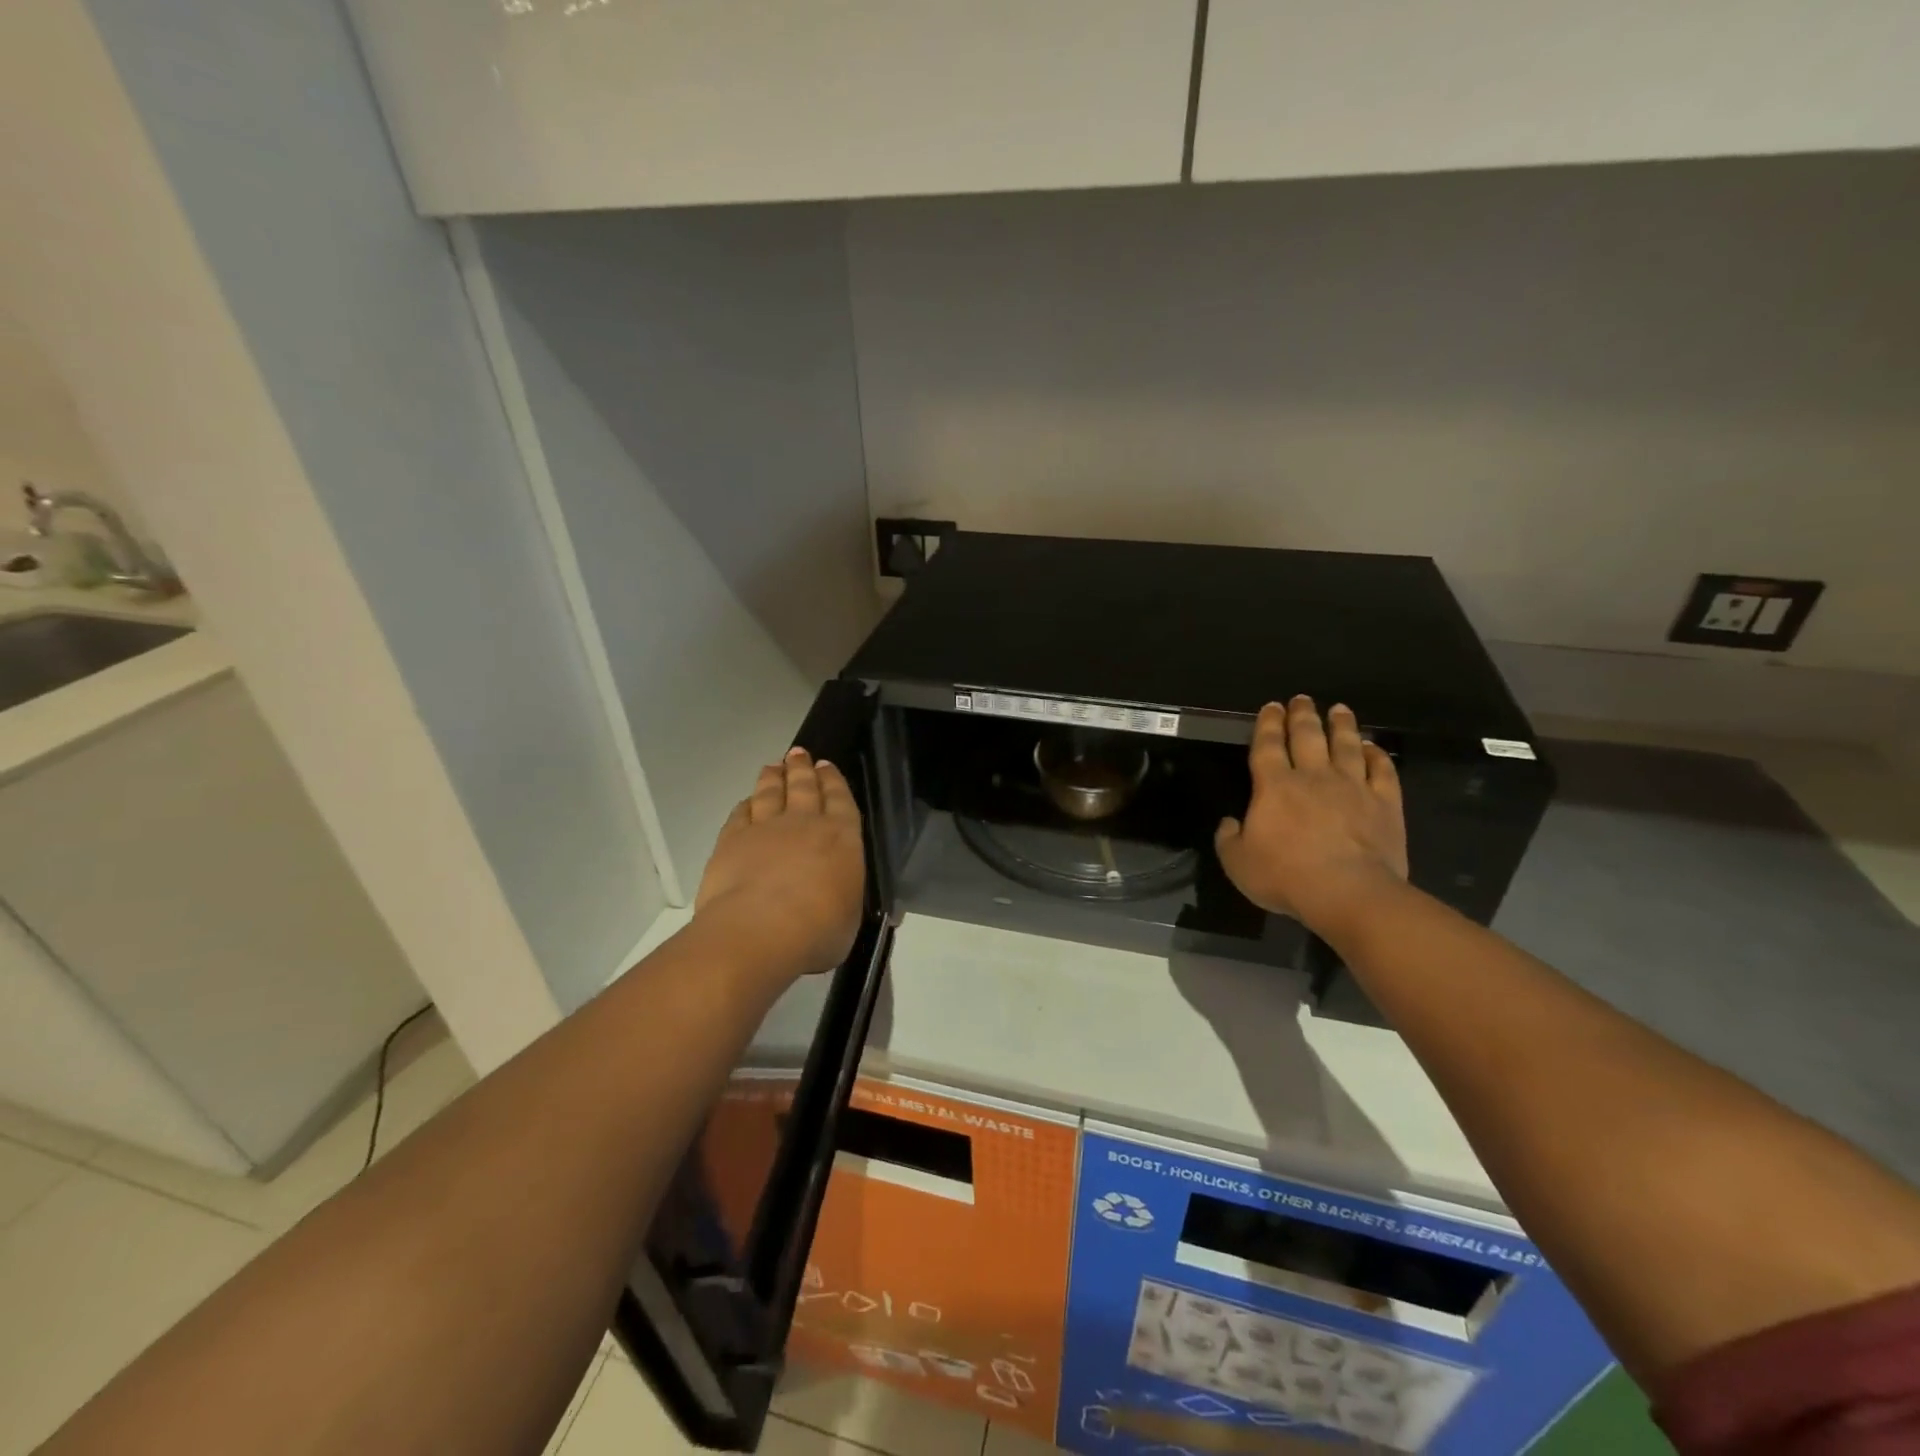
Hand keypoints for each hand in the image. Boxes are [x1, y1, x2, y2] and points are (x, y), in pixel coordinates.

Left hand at [694, 749, 865, 985]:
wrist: (760, 930)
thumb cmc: (818, 929)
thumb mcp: (848, 918)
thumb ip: (843, 899)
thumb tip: (838, 900)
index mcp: (842, 837)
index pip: (840, 800)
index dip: (833, 781)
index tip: (826, 765)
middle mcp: (804, 823)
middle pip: (803, 787)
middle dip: (802, 768)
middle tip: (799, 753)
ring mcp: (765, 829)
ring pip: (769, 793)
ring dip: (773, 778)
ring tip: (774, 766)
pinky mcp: (731, 841)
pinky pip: (740, 815)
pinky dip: (745, 805)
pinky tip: (746, 802)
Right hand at [1215, 697, 1407, 934]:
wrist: (1348, 893)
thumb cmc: (1285, 876)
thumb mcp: (1237, 863)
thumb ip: (1228, 839)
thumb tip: (1230, 823)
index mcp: (1274, 786)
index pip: (1268, 745)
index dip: (1268, 723)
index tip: (1271, 707)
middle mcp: (1313, 776)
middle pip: (1308, 736)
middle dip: (1303, 715)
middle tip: (1302, 699)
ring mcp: (1353, 787)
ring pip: (1347, 745)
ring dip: (1342, 725)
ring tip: (1339, 710)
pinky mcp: (1385, 803)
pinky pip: (1382, 770)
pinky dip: (1377, 755)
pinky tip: (1372, 747)